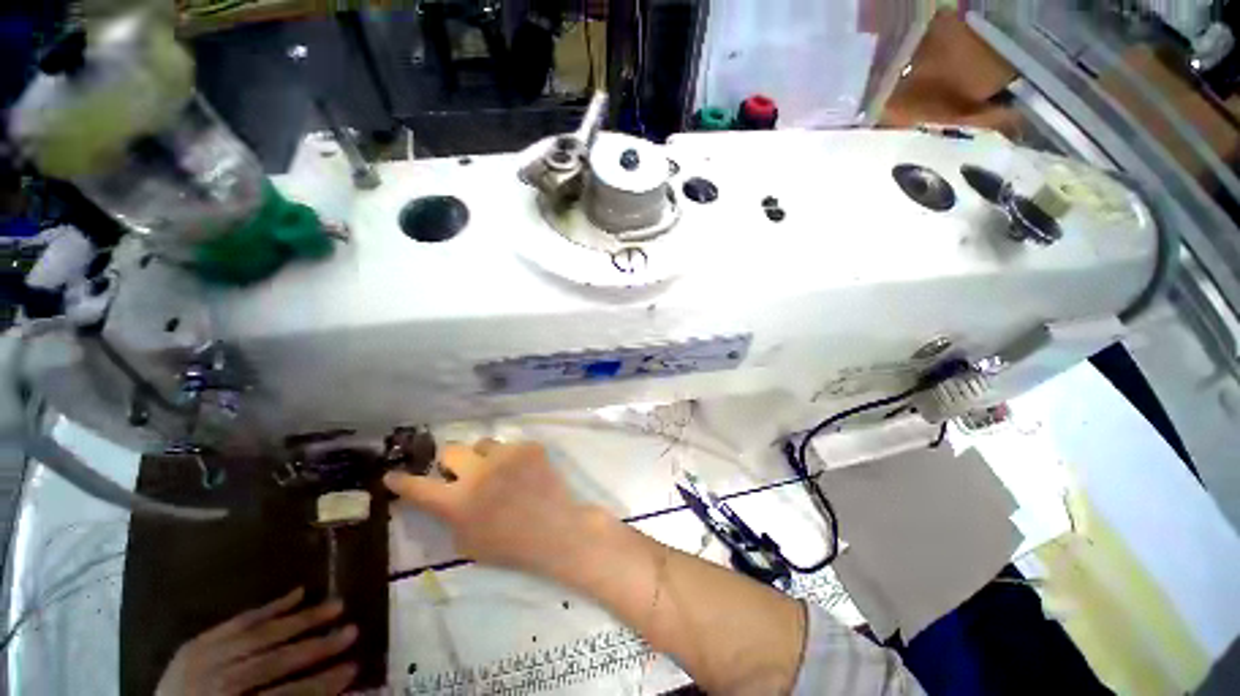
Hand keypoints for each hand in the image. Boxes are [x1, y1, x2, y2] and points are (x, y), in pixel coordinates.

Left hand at [155, 588, 356, 695]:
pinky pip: (235, 621)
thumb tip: (332, 693)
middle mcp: (212, 682)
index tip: (355, 667)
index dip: (319, 683)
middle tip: (353, 630)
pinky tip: (297, 593)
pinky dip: (268, 608)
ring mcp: (200, 659)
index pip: (281, 695)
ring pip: (257, 635)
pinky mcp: (195, 644)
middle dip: (315, 647)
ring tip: (336, 604)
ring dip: (301, 620)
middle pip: (270, 662)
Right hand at [384, 439, 601, 576]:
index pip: (419, 488)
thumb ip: (451, 516)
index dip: (401, 482)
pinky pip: (512, 446)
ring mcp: (507, 455)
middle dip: (451, 462)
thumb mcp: (467, 542)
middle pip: (451, 450)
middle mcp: (479, 472)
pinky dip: (512, 458)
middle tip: (461, 473)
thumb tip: (445, 497)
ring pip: (483, 444)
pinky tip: (523, 472)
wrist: (555, 529)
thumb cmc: (510, 546)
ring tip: (498, 472)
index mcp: (458, 501)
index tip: (390, 475)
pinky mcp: (529, 447)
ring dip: (484, 457)